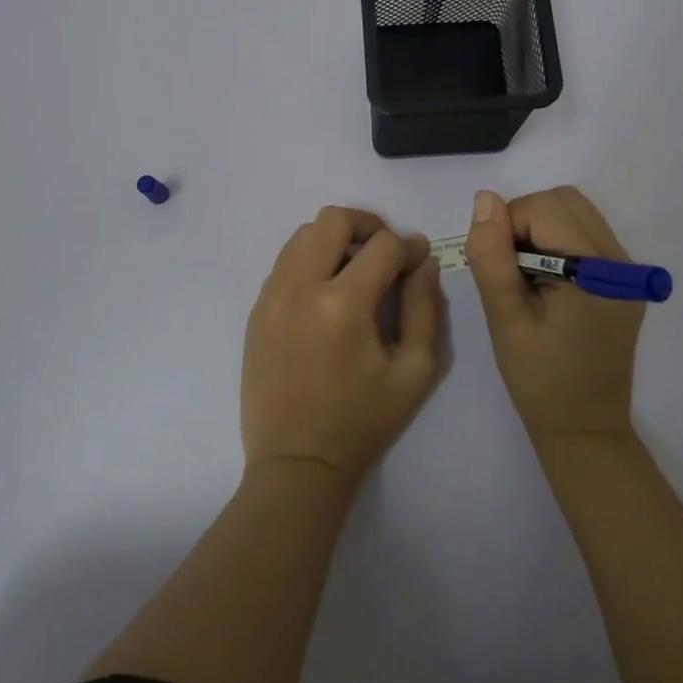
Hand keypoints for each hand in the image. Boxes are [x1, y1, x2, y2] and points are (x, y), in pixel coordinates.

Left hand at [241, 206, 442, 483]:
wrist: (296, 463)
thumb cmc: (362, 421)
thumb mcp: (415, 370)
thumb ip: (425, 307)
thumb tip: (424, 261)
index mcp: (344, 305)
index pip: (383, 245)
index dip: (408, 247)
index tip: (418, 261)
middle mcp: (301, 288)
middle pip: (333, 219)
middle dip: (368, 225)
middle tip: (385, 251)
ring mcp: (272, 297)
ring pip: (303, 234)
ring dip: (335, 239)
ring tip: (354, 268)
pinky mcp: (257, 310)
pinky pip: (285, 261)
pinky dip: (310, 260)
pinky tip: (326, 290)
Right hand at [464, 186, 644, 442]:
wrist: (585, 429)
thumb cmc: (538, 381)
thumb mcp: (504, 320)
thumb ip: (492, 256)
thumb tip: (485, 199)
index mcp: (596, 274)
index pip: (545, 208)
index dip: (509, 227)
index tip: (498, 270)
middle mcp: (622, 263)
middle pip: (566, 201)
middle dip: (527, 221)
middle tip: (511, 271)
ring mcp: (629, 271)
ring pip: (577, 213)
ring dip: (543, 230)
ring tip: (528, 278)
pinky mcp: (626, 280)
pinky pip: (587, 235)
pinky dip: (559, 243)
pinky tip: (549, 284)